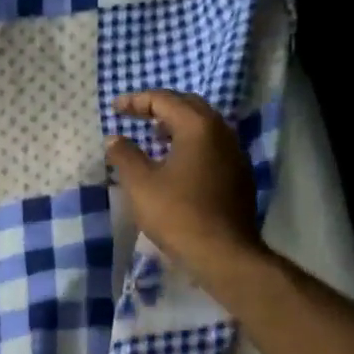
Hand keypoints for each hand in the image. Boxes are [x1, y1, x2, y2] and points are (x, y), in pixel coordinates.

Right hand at [105, 91, 265, 291]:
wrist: (224, 254)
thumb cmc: (178, 214)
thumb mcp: (140, 184)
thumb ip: (124, 155)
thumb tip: (114, 139)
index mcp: (198, 126)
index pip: (164, 100)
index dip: (136, 101)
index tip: (115, 108)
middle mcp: (222, 132)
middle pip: (188, 106)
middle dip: (160, 107)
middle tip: (136, 115)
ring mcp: (235, 153)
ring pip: (204, 126)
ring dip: (177, 125)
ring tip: (153, 137)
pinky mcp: (239, 175)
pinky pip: (212, 146)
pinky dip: (191, 144)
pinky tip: (176, 163)